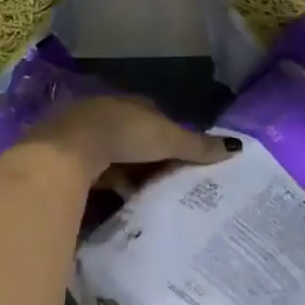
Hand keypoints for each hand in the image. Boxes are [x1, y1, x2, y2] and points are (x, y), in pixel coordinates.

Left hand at [26, 94, 235, 187]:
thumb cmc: (124, 135)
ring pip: (114, 156)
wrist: (67, 149)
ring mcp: (84, 134)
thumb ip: (198, 145)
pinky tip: (116, 202)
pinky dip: (107, 185)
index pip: (157, 117)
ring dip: (128, 173)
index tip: (183, 159)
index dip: (170, 137)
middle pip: (135, 138)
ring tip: (146, 198)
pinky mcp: (66, 157)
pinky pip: (95, 172)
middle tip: (168, 183)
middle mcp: (107, 112)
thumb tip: (237, 147)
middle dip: (149, 158)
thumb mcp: (168, 140)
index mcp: (132, 103)